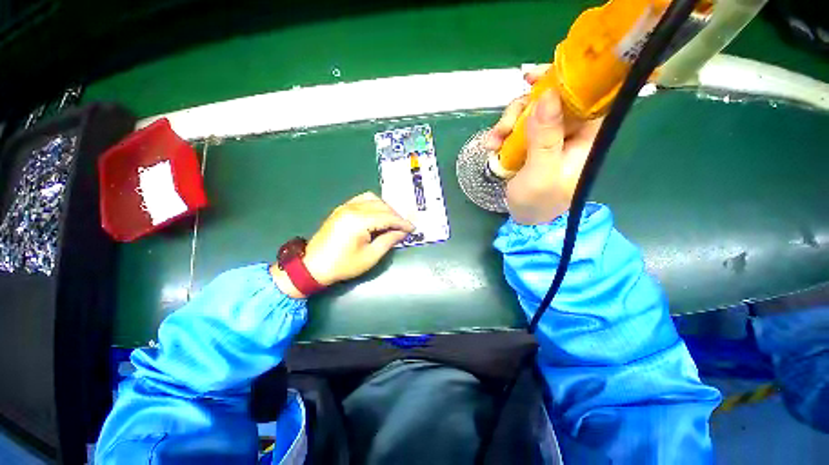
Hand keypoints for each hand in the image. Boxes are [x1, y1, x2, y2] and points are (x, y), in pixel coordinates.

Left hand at [271, 192, 413, 297]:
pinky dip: (373, 204)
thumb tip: (402, 233)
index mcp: (360, 221)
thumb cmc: (343, 265)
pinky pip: (362, 199)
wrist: (313, 266)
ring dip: (385, 208)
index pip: (388, 217)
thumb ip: (388, 241)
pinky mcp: (341, 209)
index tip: (412, 228)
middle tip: (403, 227)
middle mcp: (353, 209)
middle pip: (382, 206)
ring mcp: (346, 206)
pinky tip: (378, 214)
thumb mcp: (370, 256)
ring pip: (373, 199)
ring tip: (392, 221)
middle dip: (395, 215)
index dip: (402, 223)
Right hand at [486, 65, 601, 224]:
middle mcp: (569, 132)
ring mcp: (547, 138)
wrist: (524, 218)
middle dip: (522, 108)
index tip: (536, 76)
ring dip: (507, 123)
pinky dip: (502, 134)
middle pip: (549, 101)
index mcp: (585, 138)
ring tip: (493, 143)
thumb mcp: (541, 172)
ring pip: (529, 113)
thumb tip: (549, 95)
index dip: (564, 80)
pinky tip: (491, 146)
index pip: (584, 97)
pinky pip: (516, 128)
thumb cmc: (538, 201)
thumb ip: (545, 137)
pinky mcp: (530, 144)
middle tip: (504, 127)